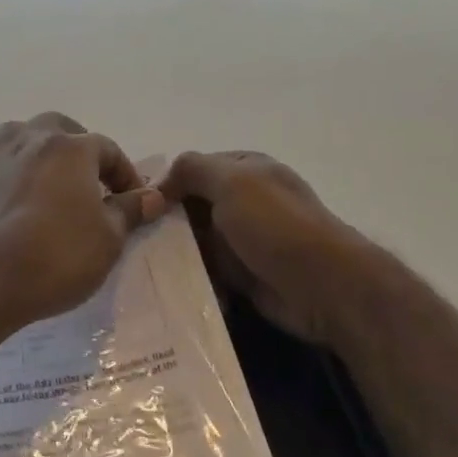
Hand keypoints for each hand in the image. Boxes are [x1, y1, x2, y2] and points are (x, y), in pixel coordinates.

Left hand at [0, 113, 164, 329]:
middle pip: (60, 127)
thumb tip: (152, 196)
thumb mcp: (109, 238)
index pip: (108, 149)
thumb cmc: (59, 254)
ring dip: (38, 148)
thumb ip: (130, 210)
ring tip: (49, 176)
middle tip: (90, 179)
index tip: (134, 200)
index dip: (125, 173)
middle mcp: (32, 140)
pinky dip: (8, 168)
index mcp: (71, 148)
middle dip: (79, 147)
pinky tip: (13, 189)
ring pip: (20, 135)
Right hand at [157, 151, 377, 345]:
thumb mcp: (232, 181)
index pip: (195, 169)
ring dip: (175, 253)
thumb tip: (161, 182)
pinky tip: (166, 286)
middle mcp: (245, 201)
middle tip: (134, 240)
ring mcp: (245, 240)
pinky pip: (207, 272)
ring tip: (142, 266)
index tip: (139, 207)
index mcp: (246, 169)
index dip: (167, 184)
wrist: (324, 287)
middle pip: (192, 207)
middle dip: (165, 222)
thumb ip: (194, 169)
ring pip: (196, 242)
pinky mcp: (244, 275)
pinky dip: (191, 278)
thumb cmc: (276, 226)